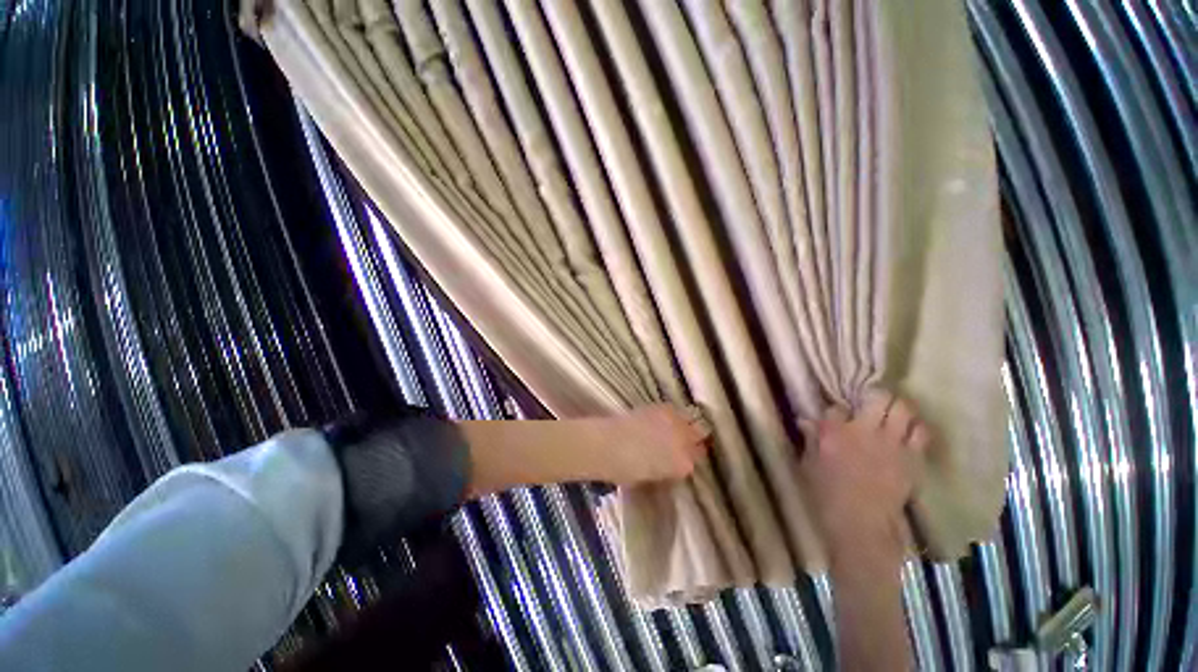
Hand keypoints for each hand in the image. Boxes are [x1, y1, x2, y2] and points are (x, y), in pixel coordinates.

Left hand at [602, 404, 711, 485]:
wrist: (608, 445)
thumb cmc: (625, 470)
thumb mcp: (650, 477)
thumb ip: (666, 470)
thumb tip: (667, 464)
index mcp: (683, 465)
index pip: (695, 460)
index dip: (688, 458)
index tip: (682, 458)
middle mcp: (684, 442)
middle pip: (698, 436)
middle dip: (692, 440)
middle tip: (682, 442)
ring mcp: (675, 422)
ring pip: (689, 420)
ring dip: (684, 425)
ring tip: (673, 428)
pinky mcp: (662, 408)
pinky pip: (673, 410)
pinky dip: (670, 414)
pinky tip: (661, 418)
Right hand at [799, 389, 929, 555]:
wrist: (862, 525)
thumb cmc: (827, 495)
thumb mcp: (808, 465)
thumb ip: (810, 439)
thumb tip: (806, 421)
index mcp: (834, 432)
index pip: (836, 407)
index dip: (836, 410)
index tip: (837, 417)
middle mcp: (864, 430)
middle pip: (878, 397)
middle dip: (875, 396)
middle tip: (872, 404)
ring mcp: (891, 443)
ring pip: (903, 408)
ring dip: (898, 408)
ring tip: (893, 414)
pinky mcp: (912, 458)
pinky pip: (921, 432)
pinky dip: (916, 428)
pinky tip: (909, 433)